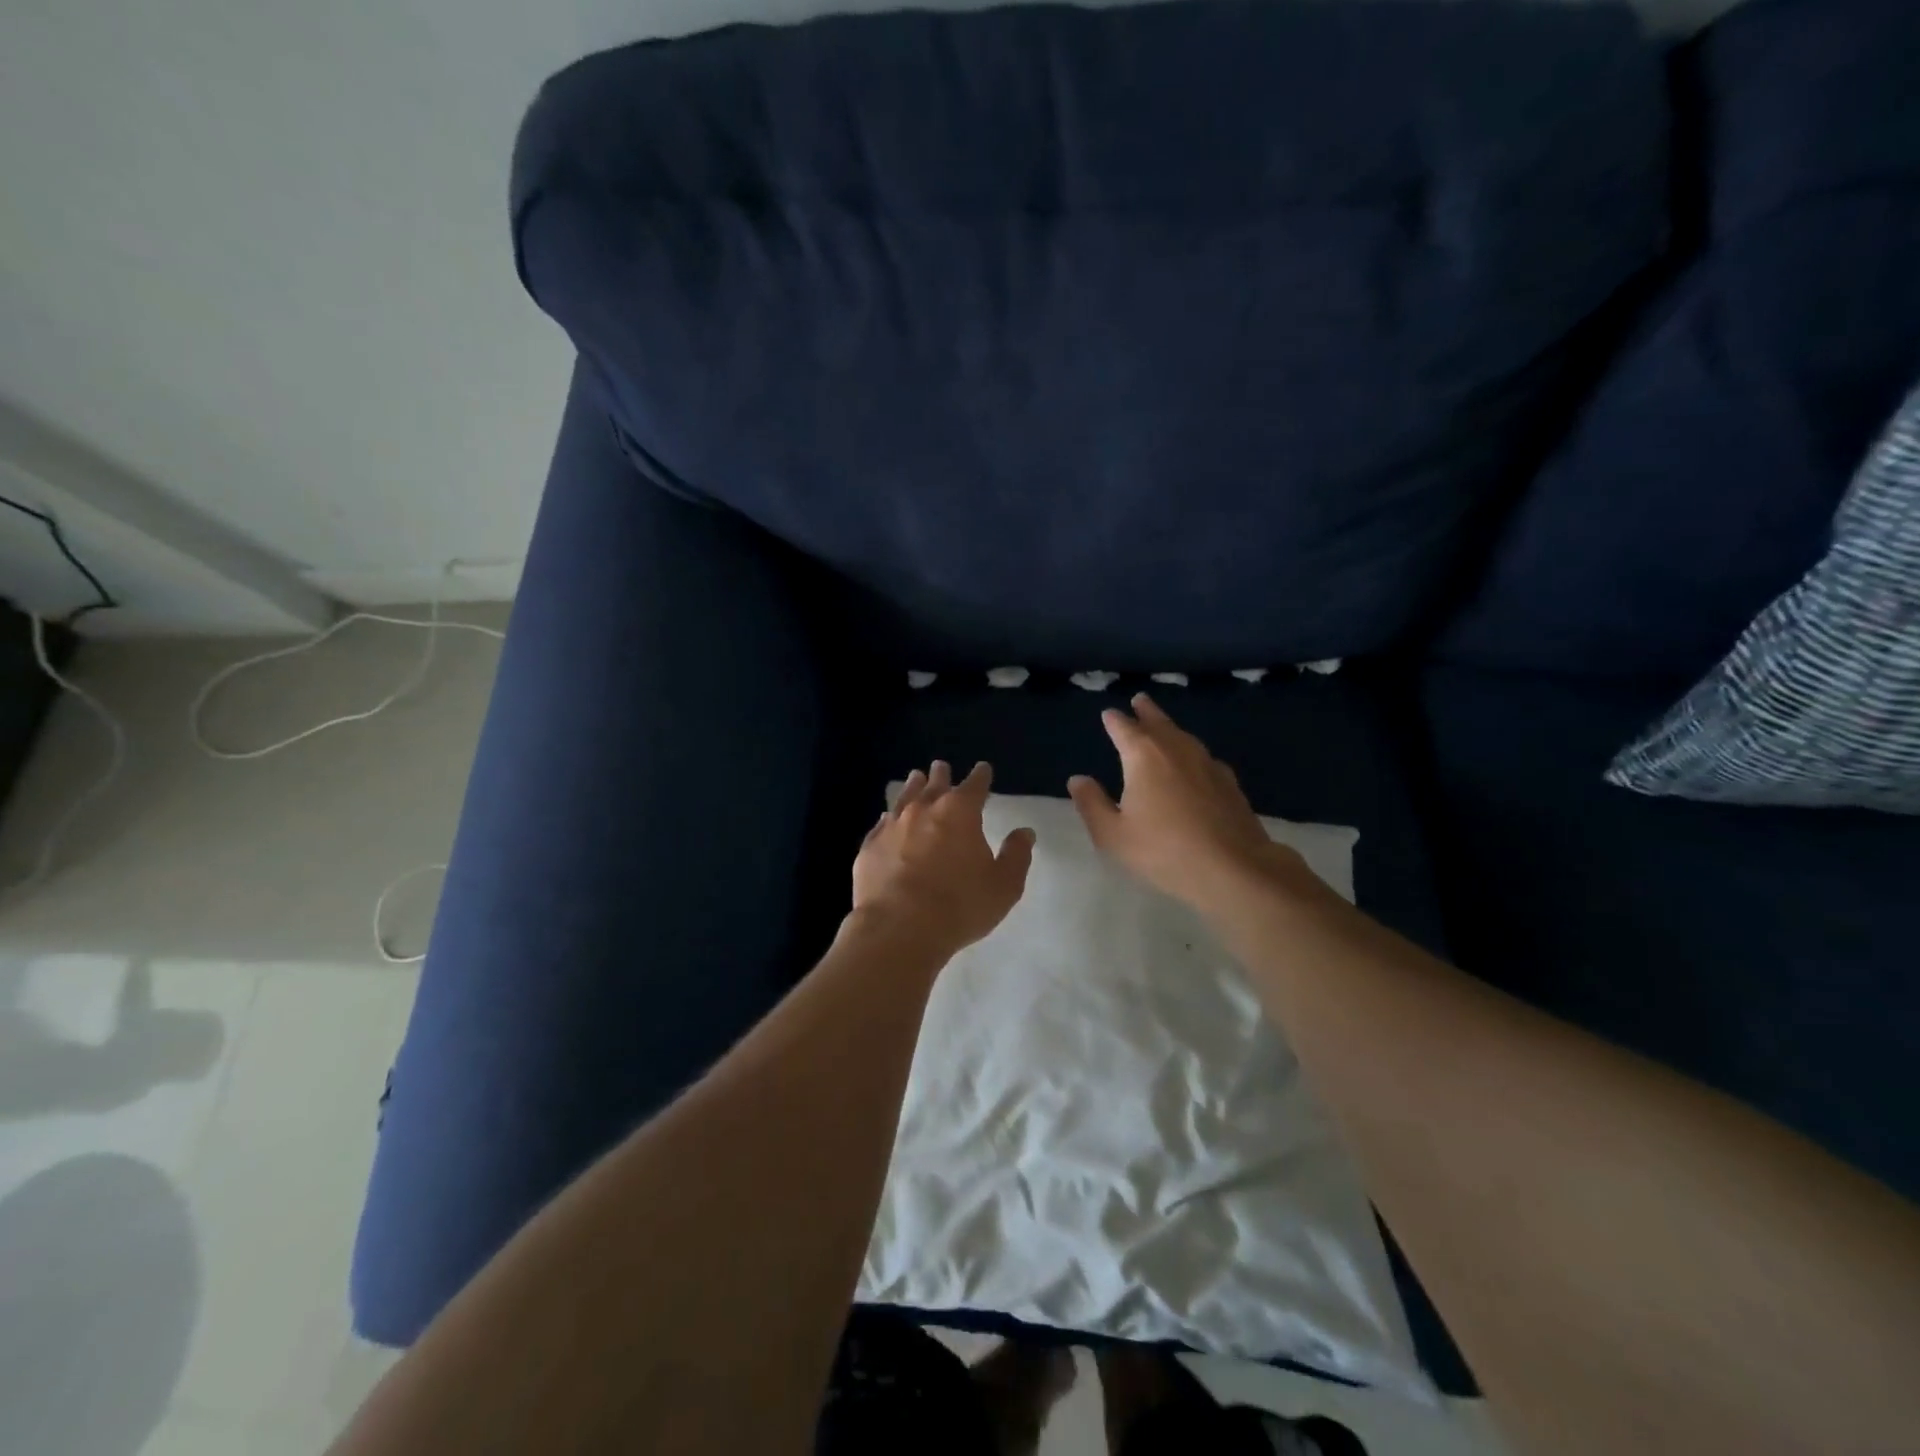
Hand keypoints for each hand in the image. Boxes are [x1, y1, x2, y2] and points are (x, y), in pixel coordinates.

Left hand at [851, 760, 1035, 958]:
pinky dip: (889, 818)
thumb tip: (1024, 832)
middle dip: (941, 775)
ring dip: (913, 787)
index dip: (981, 776)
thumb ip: (1016, 855)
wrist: (899, 928)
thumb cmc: (959, 906)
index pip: (975, 785)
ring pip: (905, 798)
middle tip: (941, 767)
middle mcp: (924, 810)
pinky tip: (888, 820)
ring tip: (915, 778)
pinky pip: (882, 824)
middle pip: (935, 784)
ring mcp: (892, 826)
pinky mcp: (869, 847)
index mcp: (960, 812)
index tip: (983, 769)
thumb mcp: (1003, 885)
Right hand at [1068, 694, 1317, 916]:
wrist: (1233, 868)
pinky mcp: (1229, 782)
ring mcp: (1207, 764)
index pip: (1124, 729)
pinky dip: (1192, 752)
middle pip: (1158, 723)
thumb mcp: (1113, 835)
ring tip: (1163, 725)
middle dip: (1146, 712)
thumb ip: (1092, 804)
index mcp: (1143, 756)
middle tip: (1140, 700)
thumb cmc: (1163, 851)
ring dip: (1170, 727)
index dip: (1114, 720)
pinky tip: (1195, 763)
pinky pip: (1204, 756)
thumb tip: (1078, 779)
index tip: (1108, 714)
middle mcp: (1176, 750)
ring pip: (1184, 736)